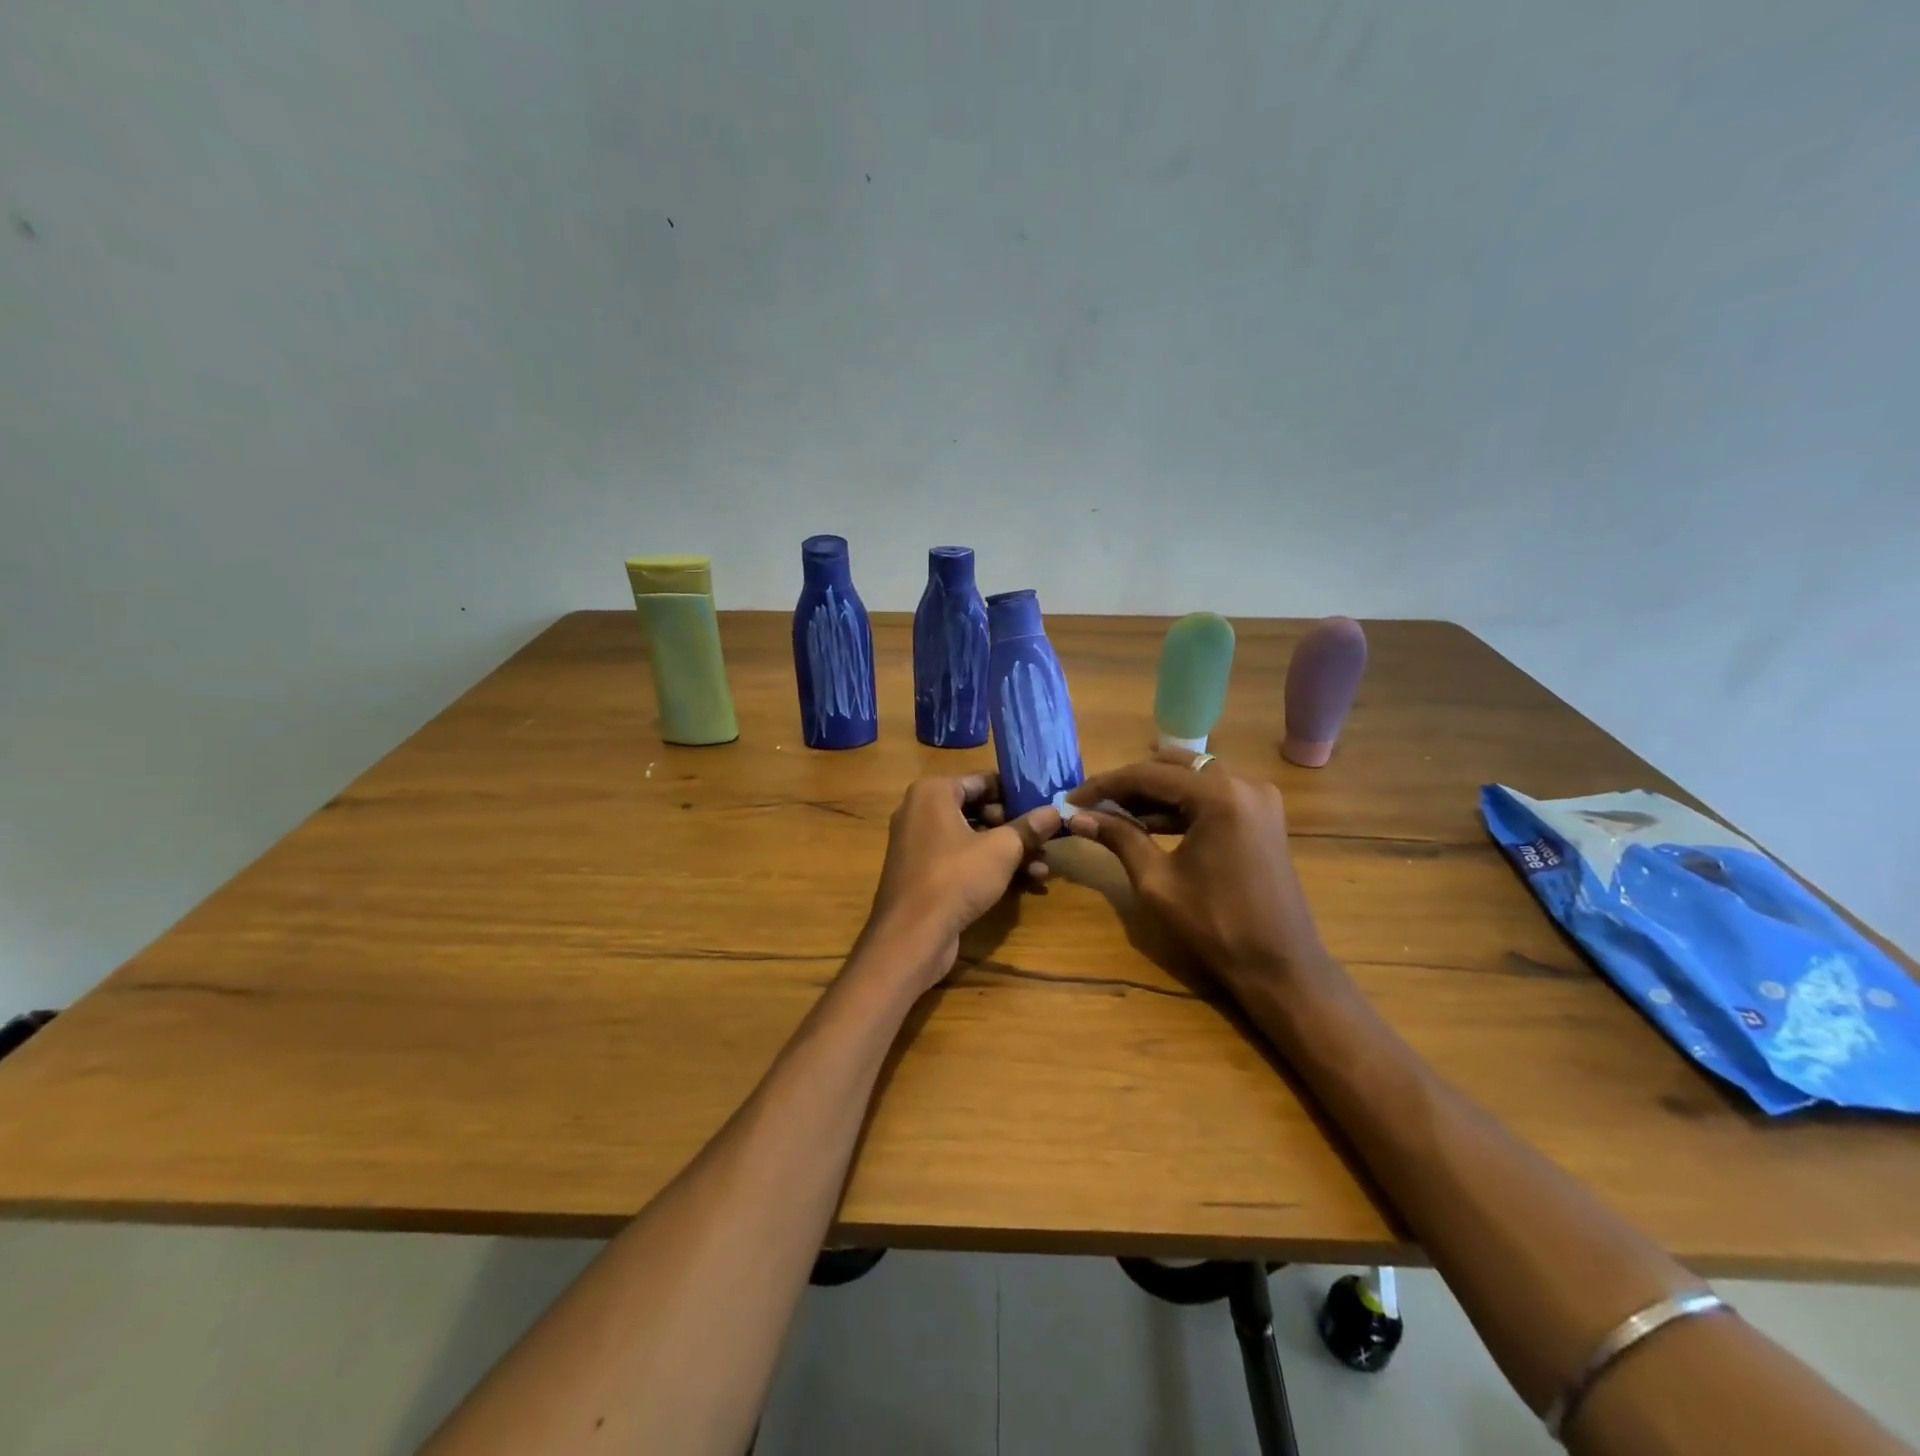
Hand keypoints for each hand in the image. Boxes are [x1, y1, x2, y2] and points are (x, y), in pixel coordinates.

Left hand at [860, 774, 1060, 993]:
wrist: (911, 935)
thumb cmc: (956, 877)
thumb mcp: (1002, 850)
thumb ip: (1029, 828)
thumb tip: (1056, 812)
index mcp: (933, 792)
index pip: (982, 781)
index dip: (1016, 793)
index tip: (1045, 804)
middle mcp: (921, 811)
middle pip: (978, 810)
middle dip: (1015, 827)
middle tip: (1046, 839)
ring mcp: (919, 844)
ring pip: (973, 838)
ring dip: (1009, 851)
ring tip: (1044, 866)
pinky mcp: (923, 874)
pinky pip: (962, 860)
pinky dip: (990, 867)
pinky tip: (1027, 883)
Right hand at [1064, 750, 1328, 990]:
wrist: (1281, 966)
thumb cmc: (1216, 925)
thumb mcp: (1157, 881)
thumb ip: (1119, 838)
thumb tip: (1076, 818)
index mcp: (1219, 795)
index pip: (1148, 775)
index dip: (1104, 786)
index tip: (1070, 800)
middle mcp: (1243, 783)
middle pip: (1171, 767)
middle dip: (1128, 784)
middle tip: (1091, 805)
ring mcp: (1258, 798)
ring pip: (1191, 778)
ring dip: (1153, 794)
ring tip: (1112, 815)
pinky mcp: (1262, 815)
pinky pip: (1211, 796)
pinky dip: (1179, 805)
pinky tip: (1147, 823)